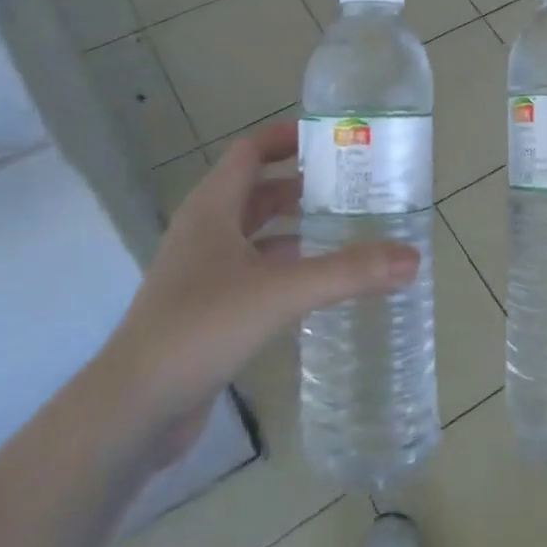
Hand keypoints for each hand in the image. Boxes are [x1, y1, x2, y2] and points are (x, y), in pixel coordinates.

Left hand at [102, 121, 417, 461]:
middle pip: (256, 192)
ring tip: (344, 231)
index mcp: (212, 208)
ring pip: (255, 235)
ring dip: (294, 229)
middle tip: (352, 188)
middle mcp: (204, 232)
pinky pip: (252, 273)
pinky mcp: (205, 309)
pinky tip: (315, 285)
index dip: (285, 138)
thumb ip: (347, 273)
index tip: (331, 138)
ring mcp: (201, 273)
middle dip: (301, 186)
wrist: (134, 407)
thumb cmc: (201, 327)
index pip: (249, 152)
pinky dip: (283, 268)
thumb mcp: (280, 292)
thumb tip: (411, 257)